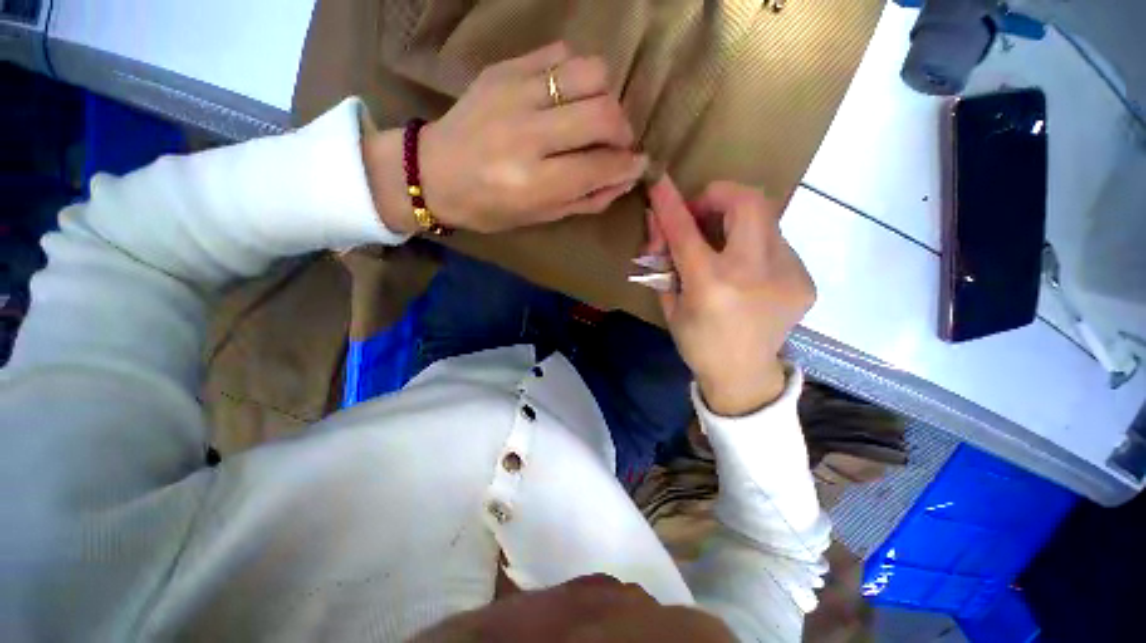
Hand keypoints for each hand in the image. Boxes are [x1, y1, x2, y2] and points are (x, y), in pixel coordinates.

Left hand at [364, 42, 646, 233]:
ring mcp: (514, 94)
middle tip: (617, 142)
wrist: (432, 172)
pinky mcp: (504, 69)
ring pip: (590, 71)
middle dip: (623, 130)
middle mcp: (527, 135)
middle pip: (603, 113)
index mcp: (533, 182)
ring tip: (593, 115)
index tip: (638, 164)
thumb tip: (625, 178)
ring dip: (605, 95)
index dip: (628, 165)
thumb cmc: (488, 207)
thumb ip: (586, 199)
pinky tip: (566, 96)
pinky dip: (575, 75)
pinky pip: (560, 54)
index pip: (599, 166)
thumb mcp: (540, 216)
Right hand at [646, 177, 814, 415]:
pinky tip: (746, 271)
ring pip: (765, 218)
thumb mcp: (670, 304)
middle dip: (719, 195)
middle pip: (747, 202)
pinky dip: (754, 245)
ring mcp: (787, 275)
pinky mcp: (805, 280)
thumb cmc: (697, 343)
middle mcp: (753, 273)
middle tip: (702, 213)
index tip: (660, 180)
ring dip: (736, 221)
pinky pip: (776, 243)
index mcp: (711, 285)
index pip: (686, 230)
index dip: (671, 202)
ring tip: (722, 245)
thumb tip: (658, 223)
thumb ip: (663, 261)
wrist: (744, 376)